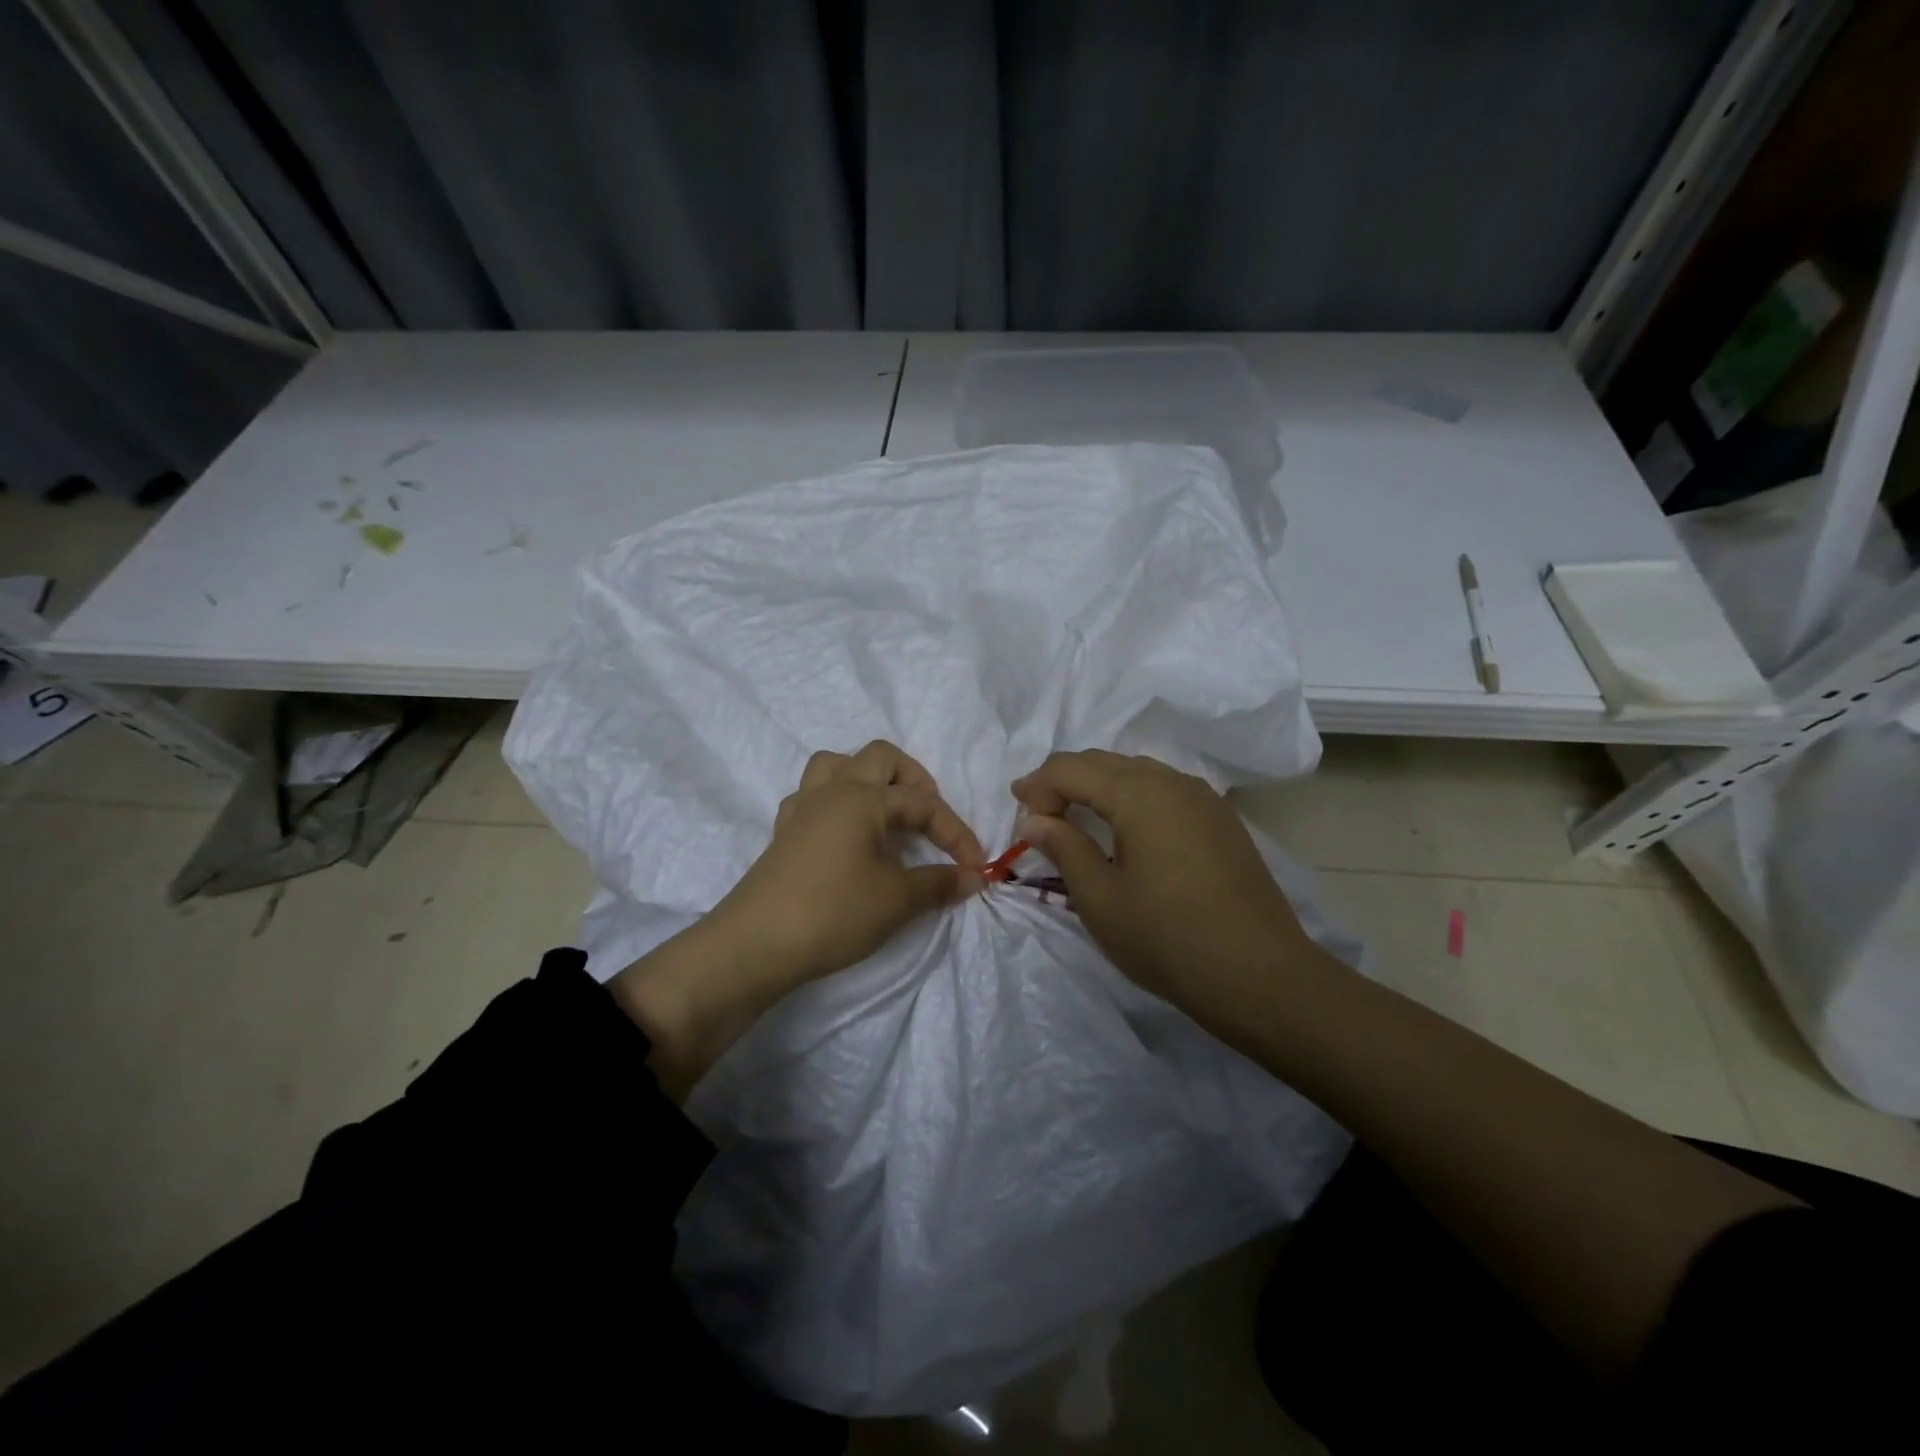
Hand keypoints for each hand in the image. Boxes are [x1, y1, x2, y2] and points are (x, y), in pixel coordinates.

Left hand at [711, 740, 986, 983]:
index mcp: (862, 798)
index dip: (955, 832)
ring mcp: (802, 810)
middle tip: (929, 818)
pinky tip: (845, 834)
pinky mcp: (783, 834)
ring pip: (836, 765)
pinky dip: (835, 803)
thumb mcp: (896, 901)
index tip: (976, 866)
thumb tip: (972, 876)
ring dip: (867, 779)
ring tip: (885, 814)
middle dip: (914, 780)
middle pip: (880, 758)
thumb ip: (938, 883)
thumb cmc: (832, 913)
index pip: (922, 803)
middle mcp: (832, 791)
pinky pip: (811, 797)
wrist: (754, 946)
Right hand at [1011, 750, 1337, 1026]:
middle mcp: (1173, 780)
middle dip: (1065, 782)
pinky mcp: (1222, 821)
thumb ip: (1063, 847)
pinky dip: (1132, 800)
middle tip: (1038, 815)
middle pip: (1105, 762)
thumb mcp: (1100, 898)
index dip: (1037, 785)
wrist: (1260, 976)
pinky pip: (1165, 792)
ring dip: (1099, 788)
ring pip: (1138, 773)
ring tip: (1077, 820)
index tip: (1018, 816)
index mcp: (1138, 792)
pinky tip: (1127, 831)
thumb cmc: (1167, 937)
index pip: (1071, 768)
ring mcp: (1204, 799)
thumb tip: (1034, 820)